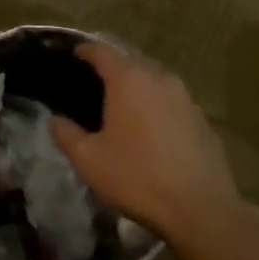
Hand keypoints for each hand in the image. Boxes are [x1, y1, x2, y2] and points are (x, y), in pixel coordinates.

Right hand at [52, 44, 258, 252]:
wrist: (200, 208)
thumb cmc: (137, 177)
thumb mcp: (89, 160)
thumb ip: (66, 134)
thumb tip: (55, 120)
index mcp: (129, 81)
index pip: (102, 51)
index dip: (85, 50)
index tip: (74, 54)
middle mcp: (160, 79)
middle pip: (131, 63)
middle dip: (112, 69)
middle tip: (94, 85)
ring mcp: (186, 98)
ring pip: (154, 82)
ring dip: (137, 89)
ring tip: (122, 107)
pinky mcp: (203, 119)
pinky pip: (172, 103)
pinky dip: (157, 107)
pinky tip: (150, 131)